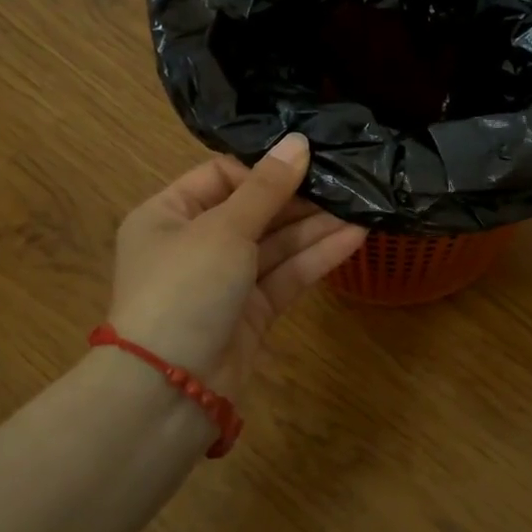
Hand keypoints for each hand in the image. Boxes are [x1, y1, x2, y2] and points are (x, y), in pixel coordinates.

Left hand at [108, 135, 367, 395]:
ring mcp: (224, 280)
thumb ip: (266, 188)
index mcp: (169, 215)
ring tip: (363, 204)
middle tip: (347, 178)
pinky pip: (286, 275)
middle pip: (254, 210)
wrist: (170, 390)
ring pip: (275, 244)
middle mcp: (195, 243)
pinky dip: (316, 257)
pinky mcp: (251, 312)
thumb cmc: (185, 289)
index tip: (308, 157)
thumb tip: (298, 141)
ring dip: (315, 226)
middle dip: (299, 197)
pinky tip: (354, 237)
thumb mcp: (224, 229)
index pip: (222, 176)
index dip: (264, 168)